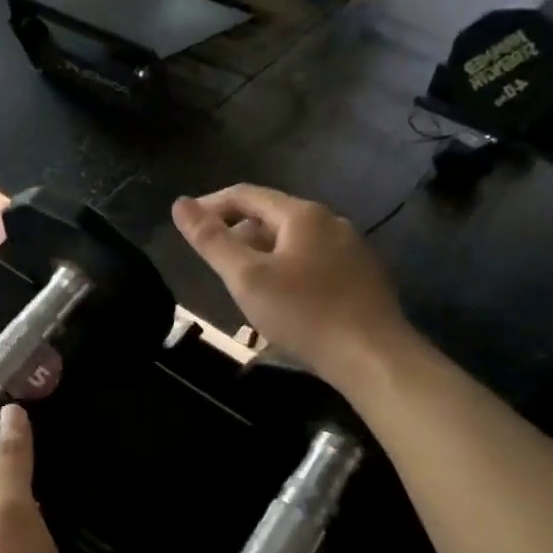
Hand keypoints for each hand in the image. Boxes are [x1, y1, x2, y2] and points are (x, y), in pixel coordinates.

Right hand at [172, 185, 408, 388]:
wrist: (373, 357)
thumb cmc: (304, 313)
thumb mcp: (247, 277)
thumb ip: (211, 240)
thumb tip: (179, 204)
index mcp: (302, 214)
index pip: (246, 195)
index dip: (211, 206)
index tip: (187, 226)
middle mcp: (330, 222)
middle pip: (271, 216)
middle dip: (237, 233)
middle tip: (213, 262)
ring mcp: (351, 249)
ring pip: (293, 242)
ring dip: (262, 255)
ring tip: (243, 285)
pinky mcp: (362, 277)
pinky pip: (314, 262)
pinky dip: (288, 271)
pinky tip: (283, 301)